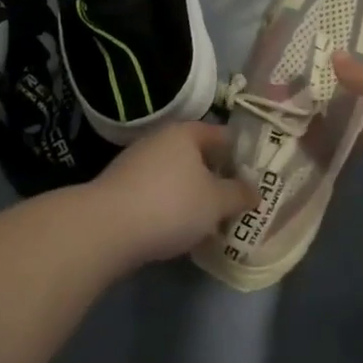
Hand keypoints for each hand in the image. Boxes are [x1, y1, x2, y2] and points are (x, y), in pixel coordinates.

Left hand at [89, 122, 257, 264]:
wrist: (106, 229)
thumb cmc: (171, 205)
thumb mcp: (216, 202)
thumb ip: (239, 194)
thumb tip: (254, 191)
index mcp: (185, 133)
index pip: (222, 135)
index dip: (241, 153)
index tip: (256, 174)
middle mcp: (159, 141)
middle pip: (197, 155)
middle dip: (217, 176)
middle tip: (236, 198)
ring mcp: (136, 163)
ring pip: (176, 175)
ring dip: (193, 193)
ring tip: (211, 218)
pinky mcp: (121, 188)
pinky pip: (156, 192)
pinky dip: (171, 205)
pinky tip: (180, 227)